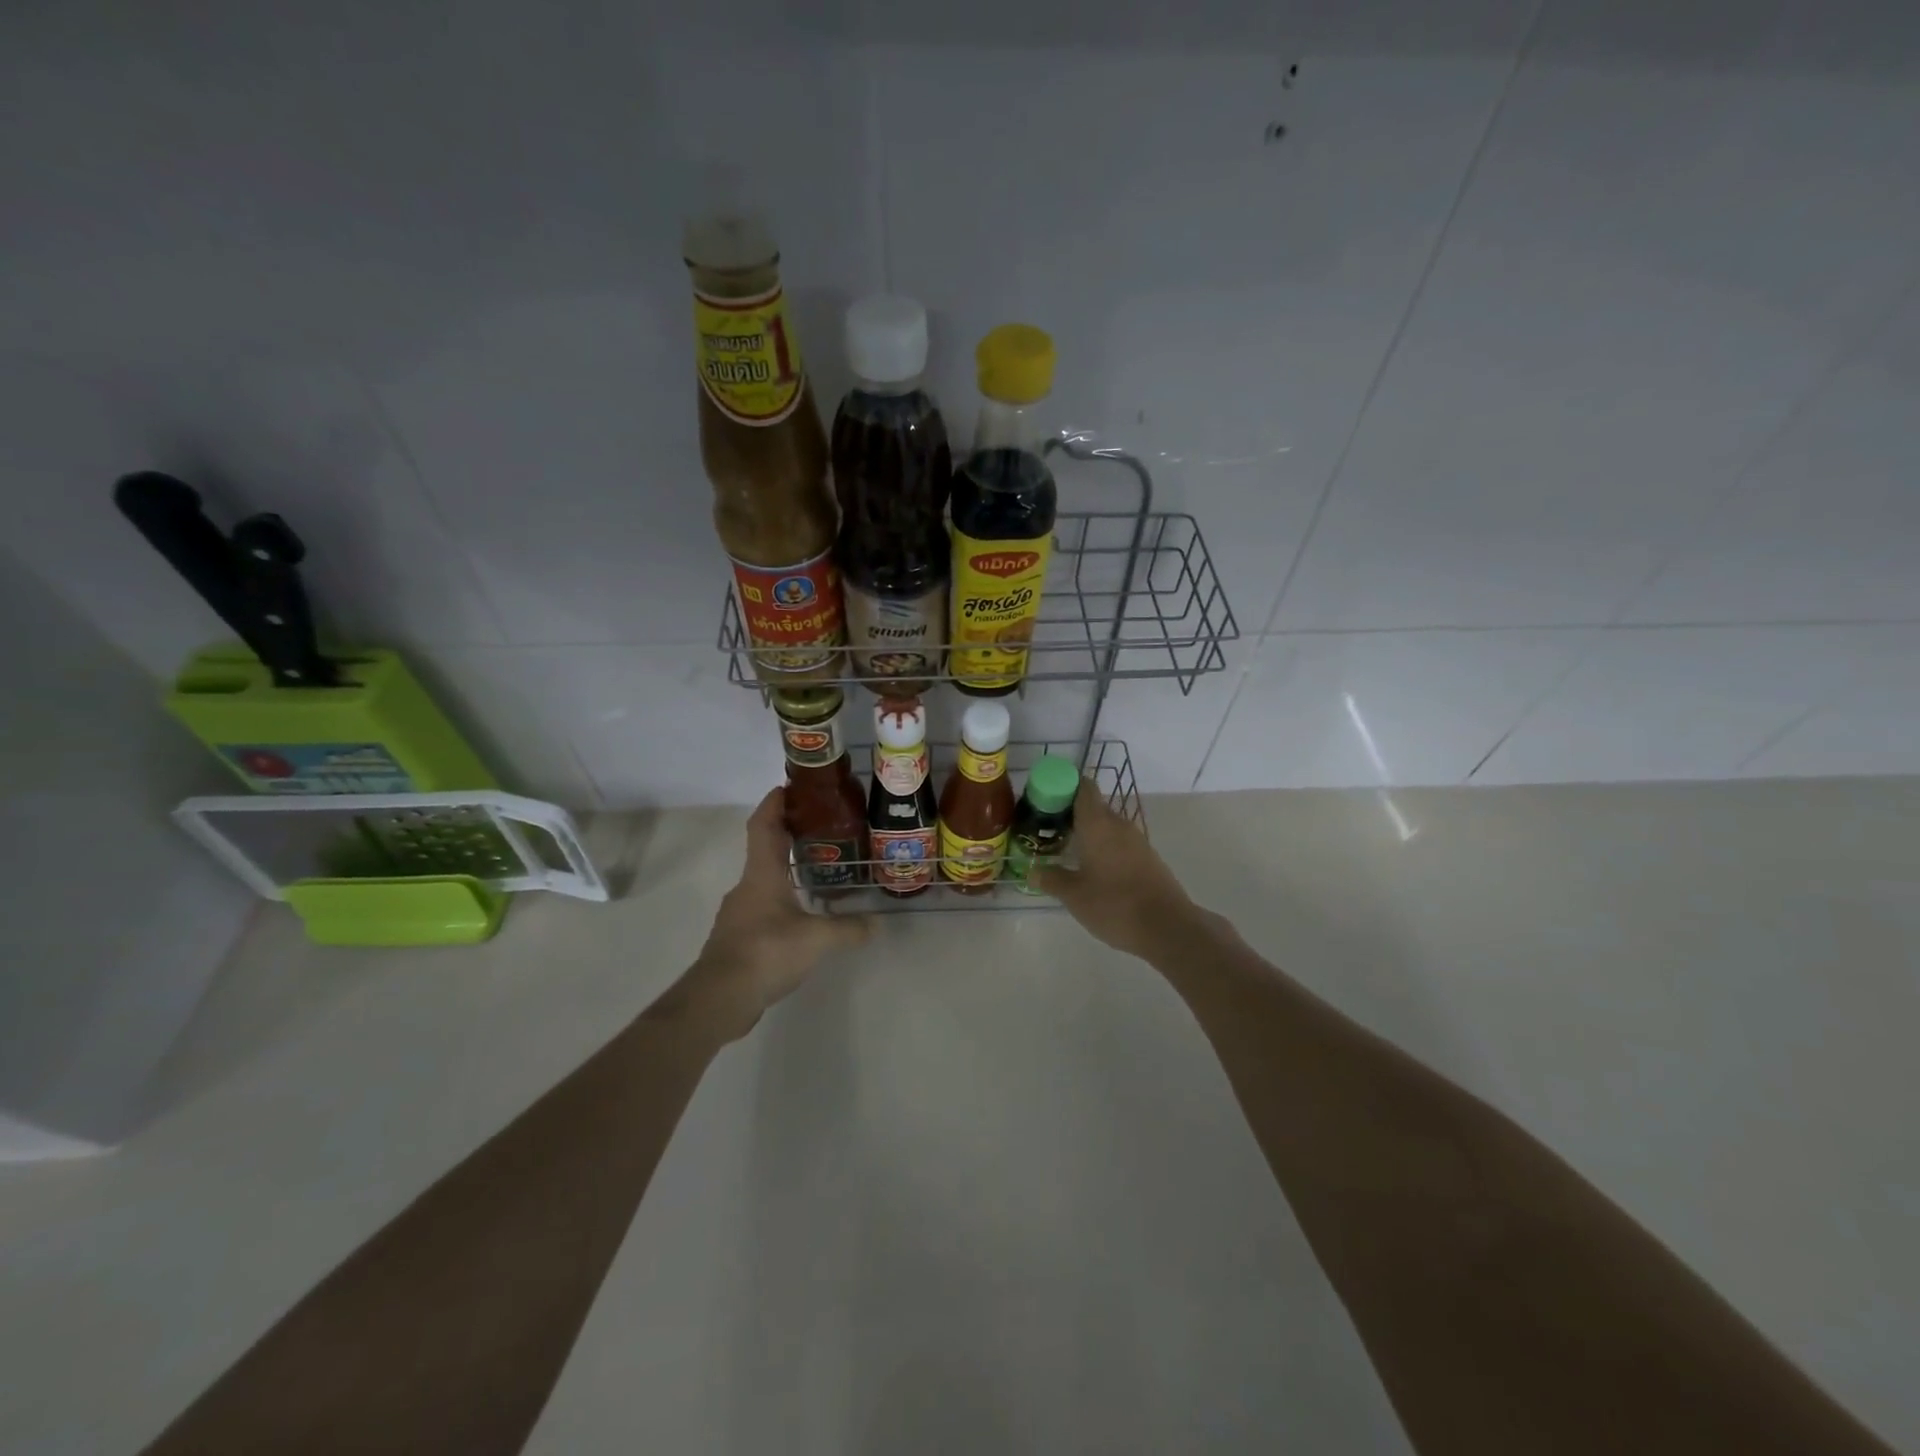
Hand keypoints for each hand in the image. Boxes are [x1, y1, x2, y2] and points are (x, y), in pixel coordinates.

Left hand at [668, 788, 869, 1040]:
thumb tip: (877, 923)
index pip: (763, 826)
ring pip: (764, 881)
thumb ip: (848, 929)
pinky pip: (763, 908)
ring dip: (785, 870)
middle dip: (787, 834)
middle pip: (764, 849)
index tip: (788, 787)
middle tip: (819, 827)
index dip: (774, 803)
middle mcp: (747, 887)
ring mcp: (739, 913)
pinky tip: (802, 916)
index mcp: (761, 874)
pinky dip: (782, 901)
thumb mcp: (816, 939)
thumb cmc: (766, 952)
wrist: (719, 998)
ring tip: (818, 872)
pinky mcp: (739, 938)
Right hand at [1031, 779, 1201, 960]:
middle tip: (1047, 831)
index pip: (1083, 787)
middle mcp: (1118, 824)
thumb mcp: (1074, 896)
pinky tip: (1092, 870)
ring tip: (1066, 852)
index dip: (1064, 786)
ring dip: (1088, 833)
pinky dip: (1104, 848)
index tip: (1046, 800)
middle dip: (1070, 815)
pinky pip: (1120, 843)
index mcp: (1097, 823)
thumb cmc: (1114, 904)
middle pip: (1093, 807)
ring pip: (1107, 826)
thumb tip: (1032, 872)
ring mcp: (1137, 841)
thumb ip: (1051, 879)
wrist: (1167, 927)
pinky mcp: (1148, 858)